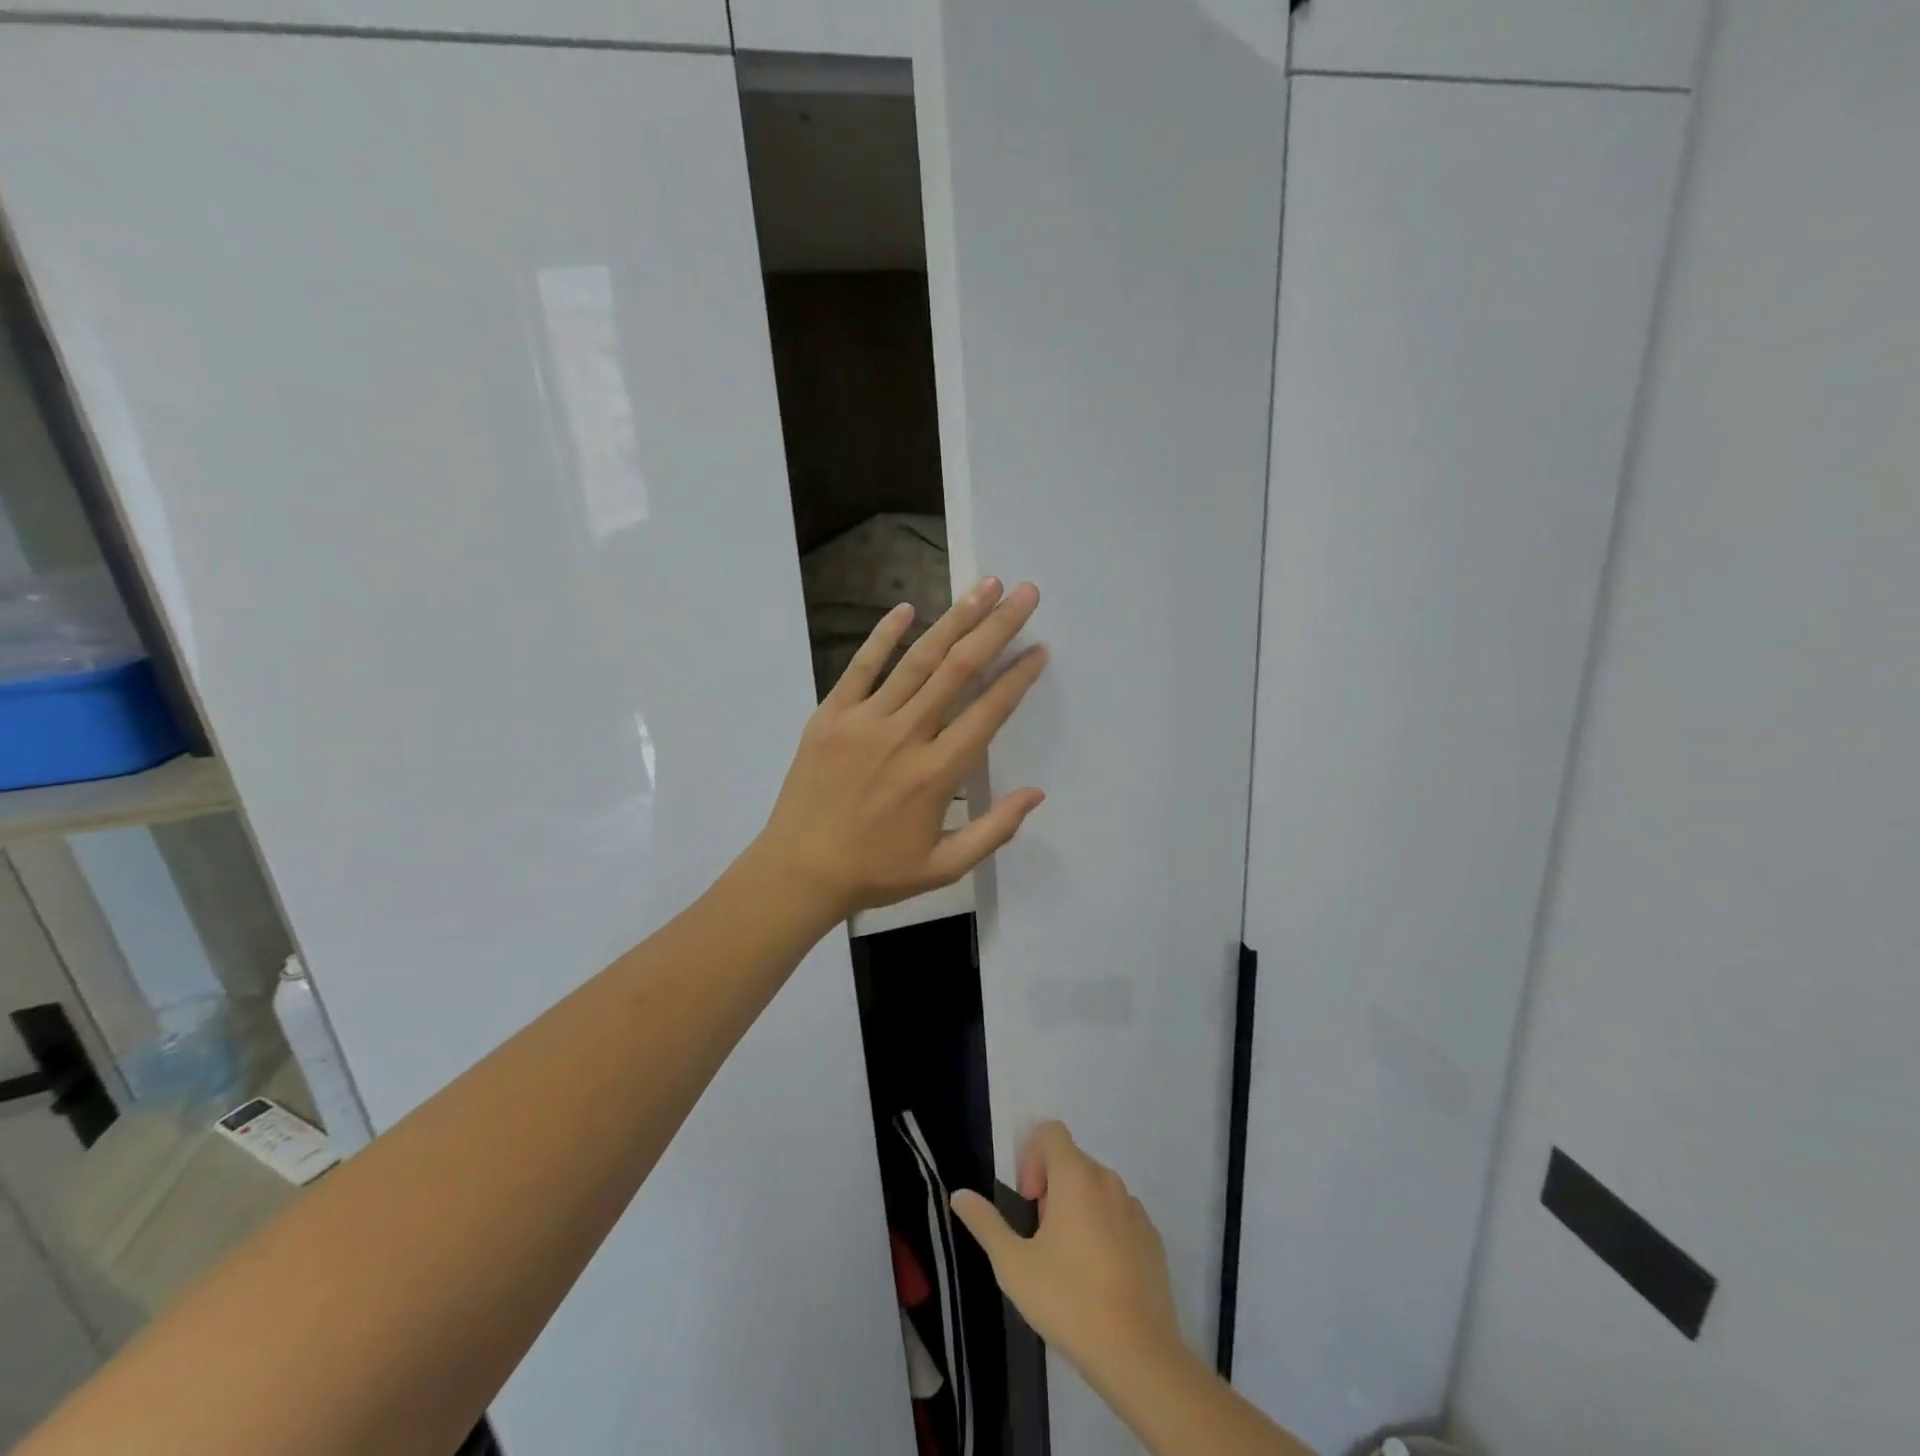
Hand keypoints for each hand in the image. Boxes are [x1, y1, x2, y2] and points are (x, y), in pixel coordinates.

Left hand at [755, 577, 1047, 922]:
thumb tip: (1038, 793)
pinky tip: (908, 608)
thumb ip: (995, 829)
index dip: (1018, 677)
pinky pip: (861, 667)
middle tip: (1023, 594)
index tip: (1040, 649)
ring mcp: (864, 720)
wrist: (799, 872)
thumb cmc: (875, 872)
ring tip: (983, 586)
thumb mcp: (944, 866)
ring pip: (917, 660)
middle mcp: (905, 736)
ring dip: (954, 620)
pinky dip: (883, 636)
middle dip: (996, 628)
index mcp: (937, 773)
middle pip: (959, 670)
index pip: (988, 712)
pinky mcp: (830, 715)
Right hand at [951, 1122, 1184, 1386]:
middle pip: (1072, 1160)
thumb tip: (960, 1194)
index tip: (1029, 1202)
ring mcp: (1135, 1209)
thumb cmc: (1069, 1300)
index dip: (1032, 1157)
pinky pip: (1120, 1215)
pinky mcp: (1153, 1238)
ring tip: (1068, 1260)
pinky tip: (1099, 1276)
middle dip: (1051, 1187)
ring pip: (1097, 1188)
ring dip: (1078, 1207)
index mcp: (1075, 1175)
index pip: (1050, 1132)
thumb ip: (985, 1223)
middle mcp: (1108, 1180)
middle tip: (1041, 1237)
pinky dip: (1105, 1228)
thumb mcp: (1013, 1265)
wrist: (1138, 1355)